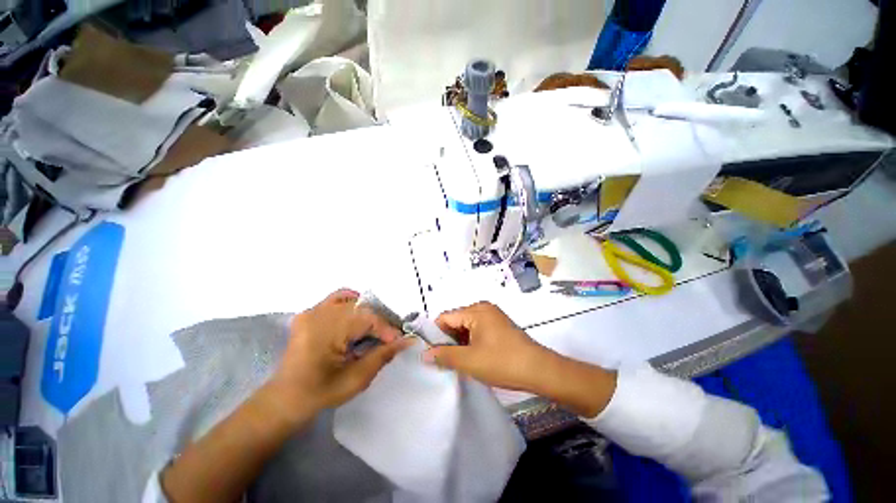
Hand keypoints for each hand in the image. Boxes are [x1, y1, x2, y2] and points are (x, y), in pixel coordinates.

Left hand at [268, 289, 412, 419]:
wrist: (285, 400)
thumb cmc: (321, 393)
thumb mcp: (356, 379)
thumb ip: (383, 355)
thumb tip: (407, 340)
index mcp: (326, 331)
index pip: (367, 318)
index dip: (386, 329)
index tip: (398, 341)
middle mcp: (318, 314)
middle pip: (361, 308)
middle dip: (379, 322)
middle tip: (388, 339)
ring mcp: (312, 311)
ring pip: (352, 301)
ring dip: (366, 314)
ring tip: (372, 331)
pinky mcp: (309, 313)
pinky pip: (336, 299)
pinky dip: (351, 304)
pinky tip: (355, 318)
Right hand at [422, 302, 550, 391]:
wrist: (539, 370)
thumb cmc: (502, 362)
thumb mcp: (469, 361)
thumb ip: (444, 356)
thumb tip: (424, 354)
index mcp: (476, 310)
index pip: (445, 317)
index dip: (436, 334)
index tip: (432, 353)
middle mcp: (483, 308)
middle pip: (456, 321)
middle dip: (449, 340)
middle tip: (447, 361)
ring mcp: (493, 316)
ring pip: (466, 327)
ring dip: (460, 342)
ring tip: (460, 361)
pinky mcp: (499, 326)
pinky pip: (477, 330)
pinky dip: (471, 342)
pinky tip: (473, 357)